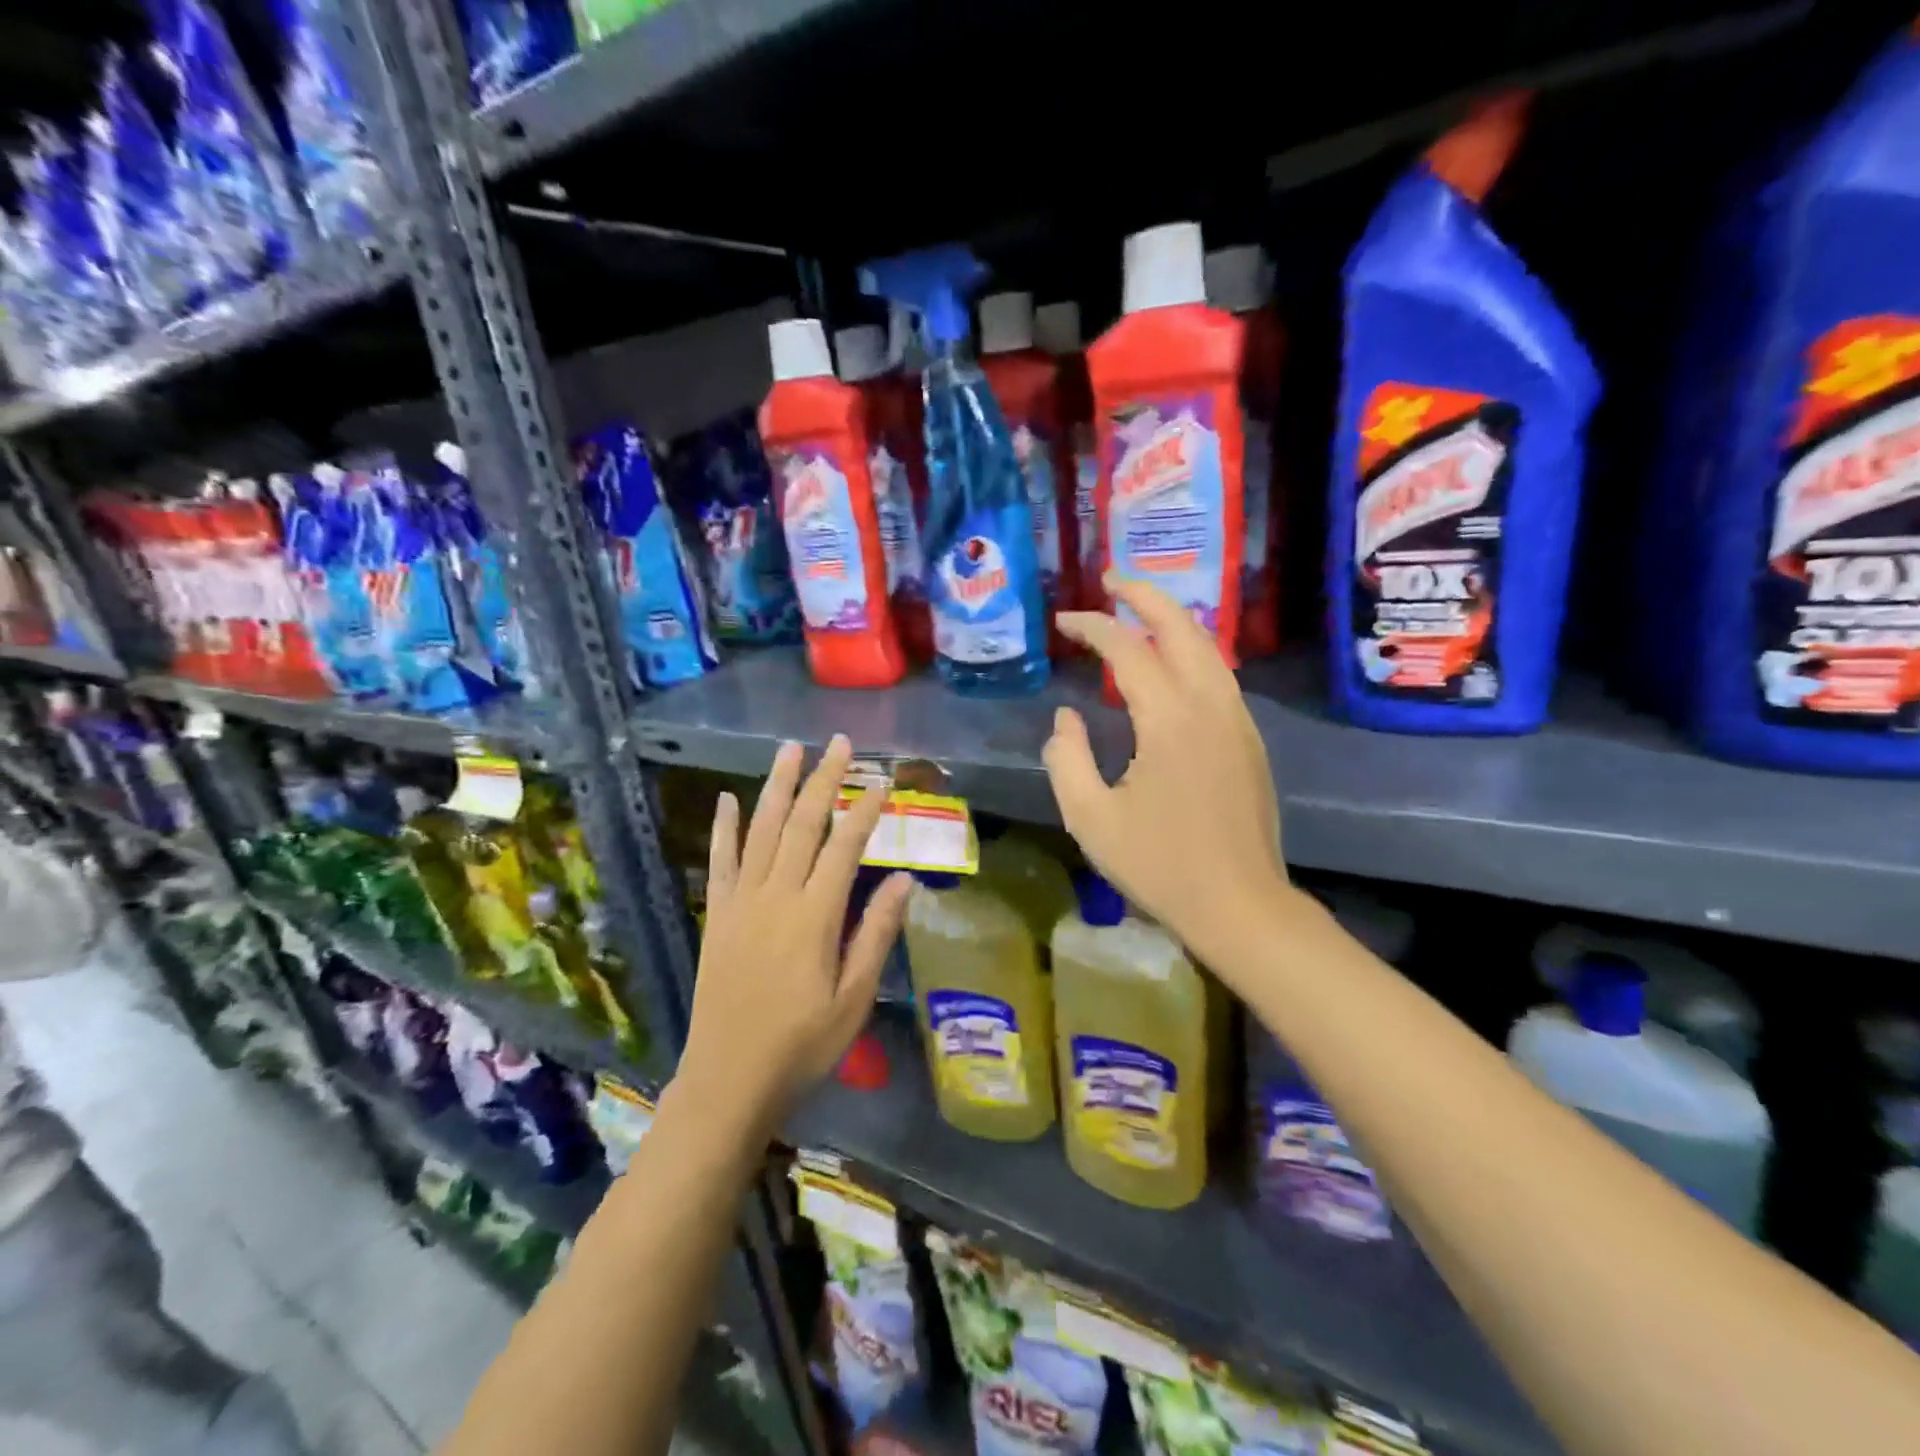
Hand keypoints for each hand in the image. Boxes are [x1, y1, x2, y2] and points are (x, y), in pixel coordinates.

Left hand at [679, 736, 909, 1135]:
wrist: (728, 1080)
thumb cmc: (802, 1045)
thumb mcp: (853, 998)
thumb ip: (876, 934)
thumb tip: (903, 879)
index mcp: (814, 917)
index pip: (844, 847)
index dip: (865, 810)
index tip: (882, 780)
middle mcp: (775, 897)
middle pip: (802, 825)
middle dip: (823, 780)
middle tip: (840, 744)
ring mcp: (741, 903)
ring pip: (761, 831)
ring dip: (777, 787)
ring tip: (790, 749)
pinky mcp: (718, 915)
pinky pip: (720, 861)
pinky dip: (725, 828)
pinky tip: (729, 799)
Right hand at [1045, 578, 1297, 970]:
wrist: (1241, 906)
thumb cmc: (1159, 866)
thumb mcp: (1090, 818)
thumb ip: (1066, 758)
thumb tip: (1066, 719)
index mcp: (1169, 720)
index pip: (1128, 650)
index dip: (1094, 627)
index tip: (1065, 621)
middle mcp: (1211, 706)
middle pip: (1182, 628)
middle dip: (1145, 596)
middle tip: (1112, 580)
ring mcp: (1238, 721)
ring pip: (1209, 649)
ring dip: (1173, 620)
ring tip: (1140, 610)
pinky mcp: (1249, 741)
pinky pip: (1219, 676)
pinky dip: (1191, 652)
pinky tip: (1171, 665)